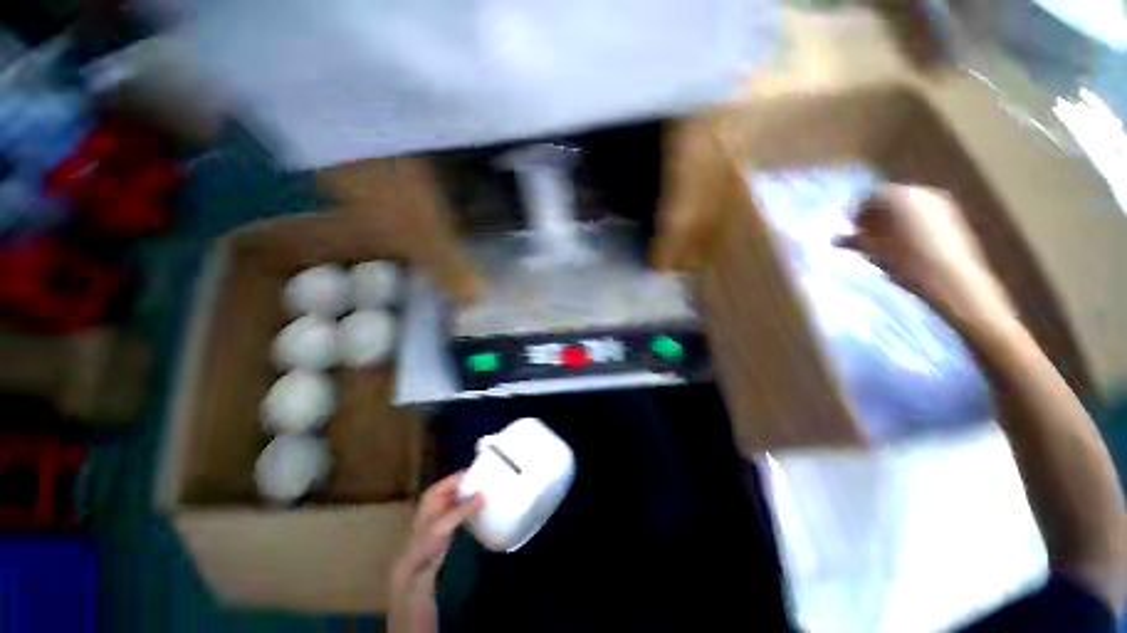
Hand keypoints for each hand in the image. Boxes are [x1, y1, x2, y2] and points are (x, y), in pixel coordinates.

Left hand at [390, 472, 482, 632]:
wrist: (417, 566)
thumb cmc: (425, 542)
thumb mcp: (444, 524)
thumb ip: (463, 509)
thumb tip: (483, 494)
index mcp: (436, 492)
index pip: (458, 477)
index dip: (473, 475)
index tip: (491, 474)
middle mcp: (441, 495)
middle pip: (462, 484)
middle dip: (476, 485)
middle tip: (495, 484)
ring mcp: (446, 506)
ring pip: (465, 495)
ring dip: (476, 495)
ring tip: (494, 493)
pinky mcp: (451, 517)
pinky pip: (465, 506)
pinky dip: (474, 506)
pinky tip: (486, 506)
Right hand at [836, 184, 1016, 330]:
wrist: (953, 279)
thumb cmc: (907, 262)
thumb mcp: (873, 251)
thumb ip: (853, 240)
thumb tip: (835, 238)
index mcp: (899, 195)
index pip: (869, 197)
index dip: (856, 212)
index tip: (848, 228)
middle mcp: (921, 192)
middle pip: (890, 200)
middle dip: (875, 216)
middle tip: (862, 235)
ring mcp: (941, 204)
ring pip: (907, 208)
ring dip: (892, 222)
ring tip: (881, 243)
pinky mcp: (953, 218)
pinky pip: (923, 216)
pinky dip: (909, 227)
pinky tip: (904, 245)